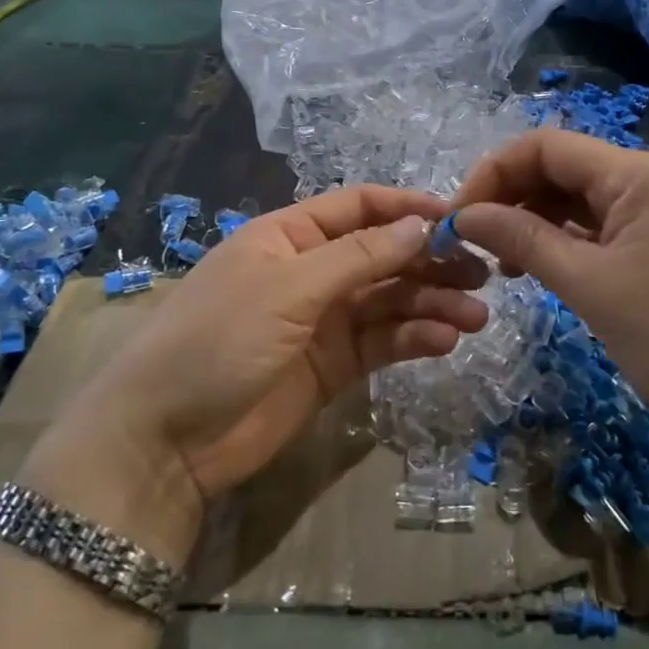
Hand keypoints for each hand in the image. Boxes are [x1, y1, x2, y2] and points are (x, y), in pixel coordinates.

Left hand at [22, 187, 488, 562]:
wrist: (165, 441)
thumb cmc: (216, 341)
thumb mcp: (287, 288)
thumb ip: (358, 257)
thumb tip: (421, 225)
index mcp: (289, 236)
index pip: (358, 207)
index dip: (408, 208)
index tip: (459, 217)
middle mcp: (310, 270)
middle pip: (383, 254)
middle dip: (431, 260)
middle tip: (482, 274)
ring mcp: (322, 320)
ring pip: (390, 299)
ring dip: (432, 302)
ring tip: (475, 316)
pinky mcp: (333, 365)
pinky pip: (383, 341)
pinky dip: (414, 337)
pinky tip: (445, 340)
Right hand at [451, 130, 648, 428]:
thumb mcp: (591, 285)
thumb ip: (523, 240)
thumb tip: (464, 216)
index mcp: (637, 173)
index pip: (545, 147)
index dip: (493, 174)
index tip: (459, 219)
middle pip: (561, 169)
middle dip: (511, 199)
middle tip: (475, 245)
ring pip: (579, 201)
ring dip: (534, 223)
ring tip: (503, 265)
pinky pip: (601, 228)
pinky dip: (565, 243)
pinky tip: (541, 270)